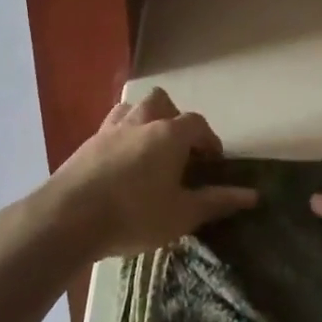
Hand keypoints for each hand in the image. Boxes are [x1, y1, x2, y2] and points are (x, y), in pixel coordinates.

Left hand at [39, 88, 256, 259]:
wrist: (67, 219)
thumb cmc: (134, 214)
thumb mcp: (182, 214)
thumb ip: (217, 201)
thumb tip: (253, 195)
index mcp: (169, 134)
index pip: (197, 123)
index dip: (209, 139)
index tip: (212, 162)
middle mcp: (140, 122)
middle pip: (162, 102)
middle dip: (174, 119)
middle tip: (179, 150)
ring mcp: (109, 130)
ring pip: (131, 109)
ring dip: (145, 121)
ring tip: (149, 151)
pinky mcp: (85, 145)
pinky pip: (110, 128)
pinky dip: (121, 138)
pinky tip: (120, 165)